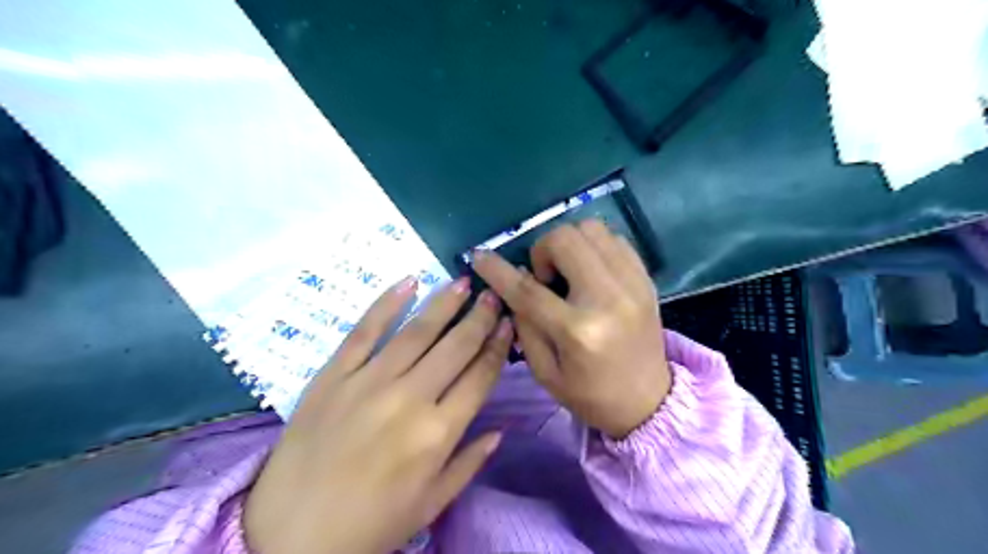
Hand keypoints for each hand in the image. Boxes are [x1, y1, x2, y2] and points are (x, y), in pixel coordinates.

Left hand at [244, 277, 513, 553]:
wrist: (290, 536)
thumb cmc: (370, 524)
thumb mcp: (431, 505)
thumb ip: (470, 463)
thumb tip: (501, 429)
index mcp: (438, 433)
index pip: (479, 377)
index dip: (497, 347)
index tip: (508, 324)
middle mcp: (409, 399)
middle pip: (455, 347)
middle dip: (479, 317)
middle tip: (492, 294)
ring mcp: (369, 382)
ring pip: (417, 332)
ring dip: (443, 304)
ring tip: (462, 283)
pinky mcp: (334, 375)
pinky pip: (364, 331)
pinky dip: (386, 303)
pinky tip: (408, 282)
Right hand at [473, 218, 671, 439]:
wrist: (649, 401)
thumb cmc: (590, 395)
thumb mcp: (544, 371)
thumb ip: (525, 323)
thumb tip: (515, 280)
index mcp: (578, 332)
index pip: (527, 289)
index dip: (497, 269)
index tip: (479, 256)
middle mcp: (608, 299)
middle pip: (564, 239)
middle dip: (542, 251)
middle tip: (544, 278)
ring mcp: (632, 284)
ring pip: (591, 229)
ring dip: (569, 244)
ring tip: (568, 272)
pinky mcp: (646, 279)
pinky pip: (614, 239)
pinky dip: (593, 246)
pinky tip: (589, 271)